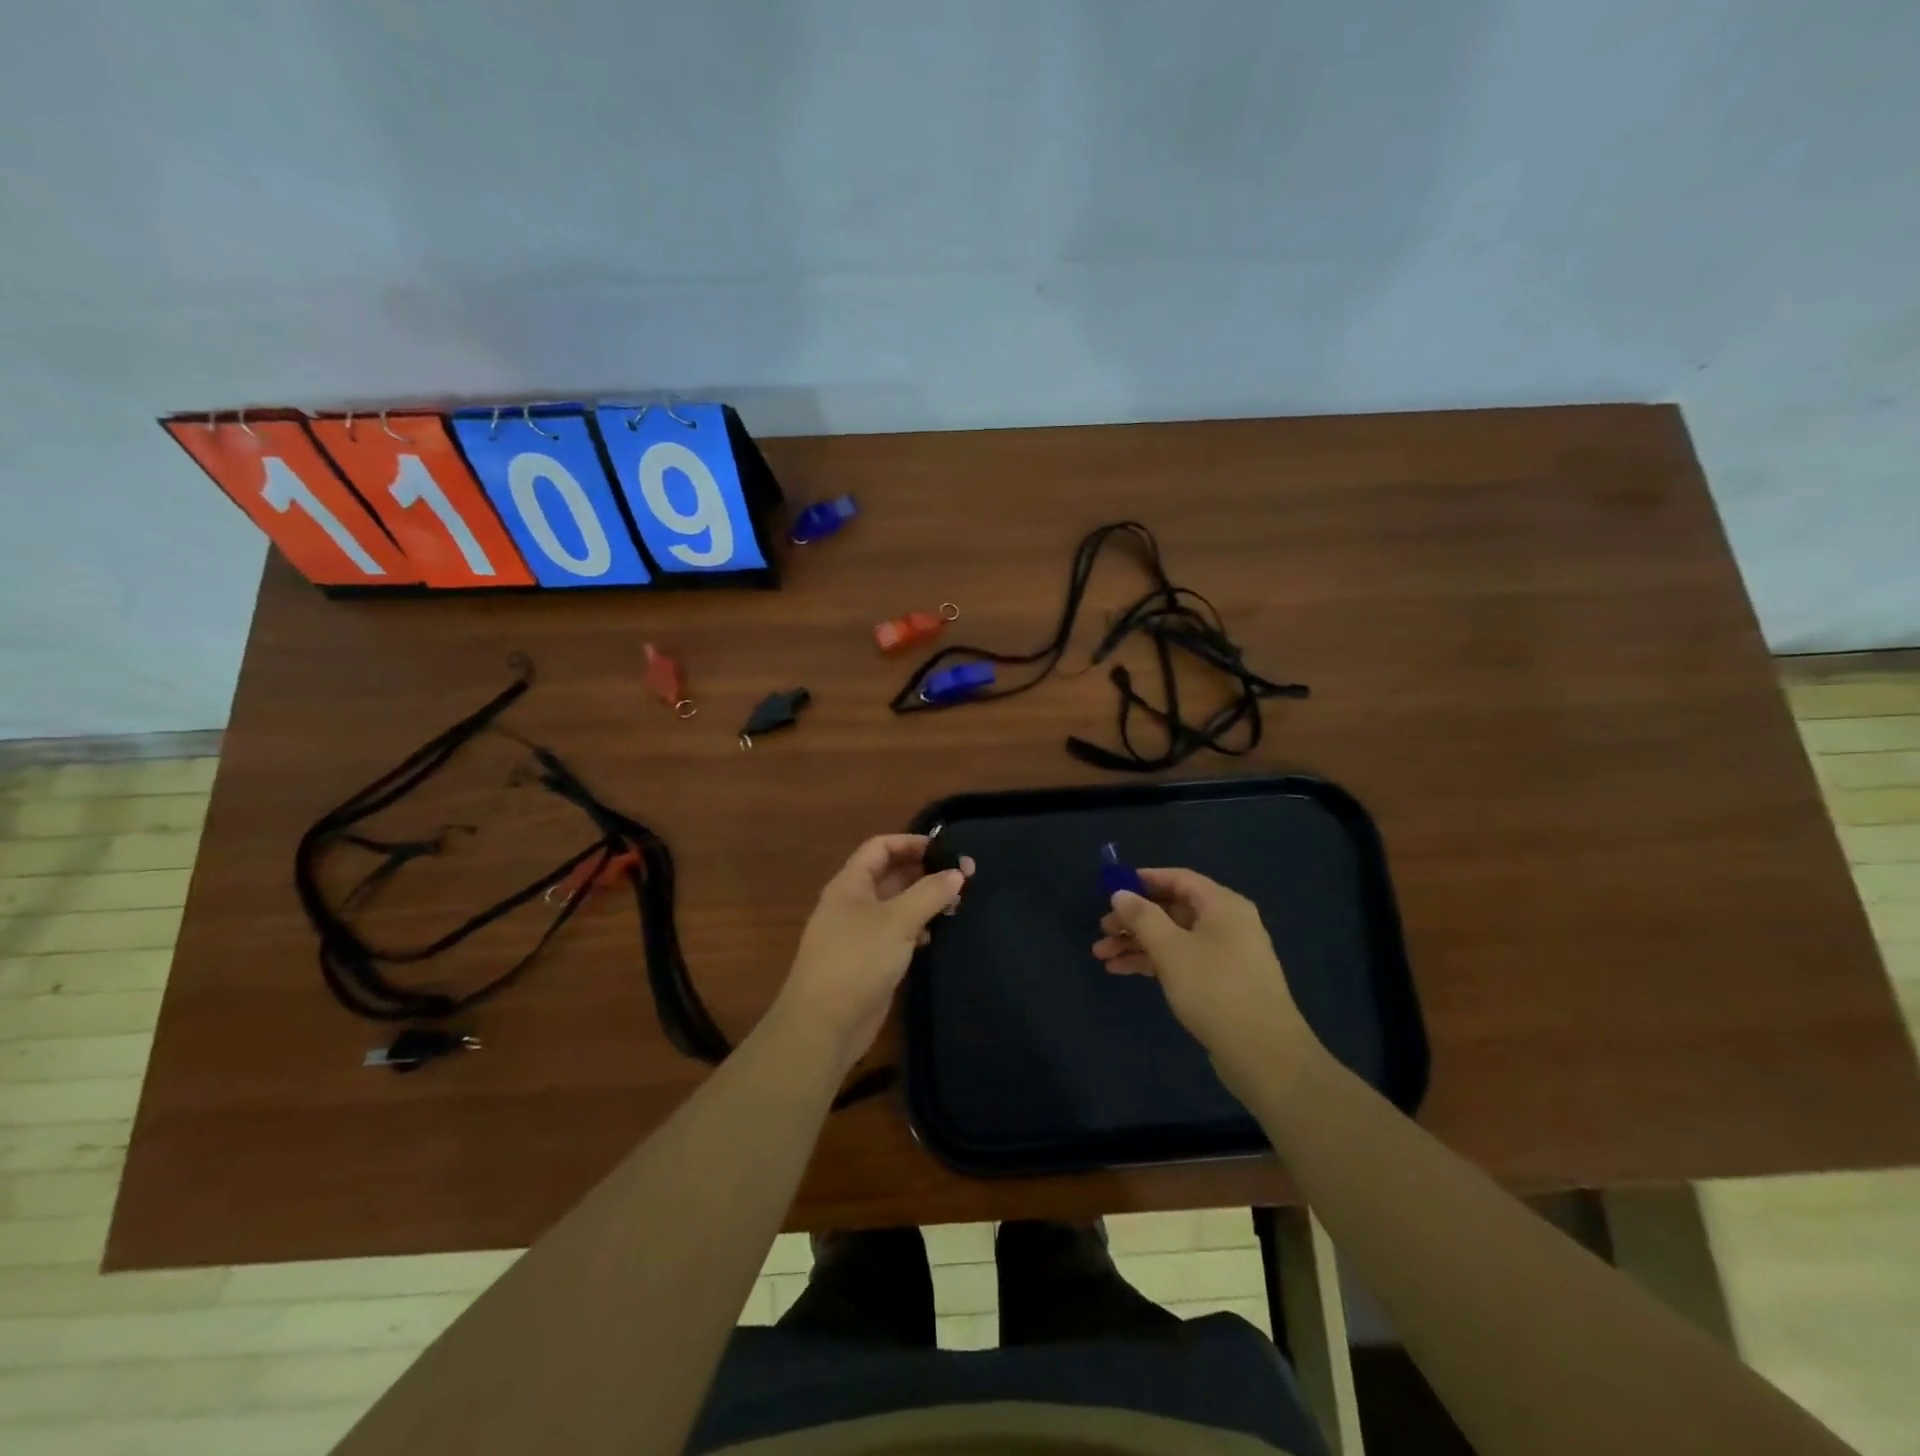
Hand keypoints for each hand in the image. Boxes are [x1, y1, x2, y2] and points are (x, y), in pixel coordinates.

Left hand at [771, 834, 974, 1070]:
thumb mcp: (897, 921)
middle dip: (924, 872)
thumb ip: (929, 893)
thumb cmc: (857, 961)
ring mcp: (859, 934)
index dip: (912, 843)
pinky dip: (917, 929)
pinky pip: (896, 933)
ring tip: (957, 905)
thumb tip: (958, 873)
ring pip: (896, 905)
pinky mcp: (869, 961)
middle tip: (964, 878)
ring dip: (924, 901)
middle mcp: (853, 903)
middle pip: (890, 875)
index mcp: (850, 884)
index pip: (880, 847)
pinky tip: (936, 936)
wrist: (823, 1026)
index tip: (946, 850)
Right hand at [1093, 867, 1316, 1087]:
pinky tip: (1122, 971)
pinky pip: (1181, 960)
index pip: (1179, 879)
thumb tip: (1120, 893)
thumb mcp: (1170, 948)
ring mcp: (1226, 955)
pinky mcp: (1221, 983)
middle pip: (1173, 909)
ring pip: (1174, 938)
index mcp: (1223, 905)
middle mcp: (1227, 923)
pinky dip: (1153, 962)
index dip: (1143, 880)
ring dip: (1138, 943)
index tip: (1111, 888)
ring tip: (1102, 955)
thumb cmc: (1215, 989)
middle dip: (1134, 919)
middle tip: (1102, 930)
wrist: (1264, 1054)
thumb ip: (1142, 917)